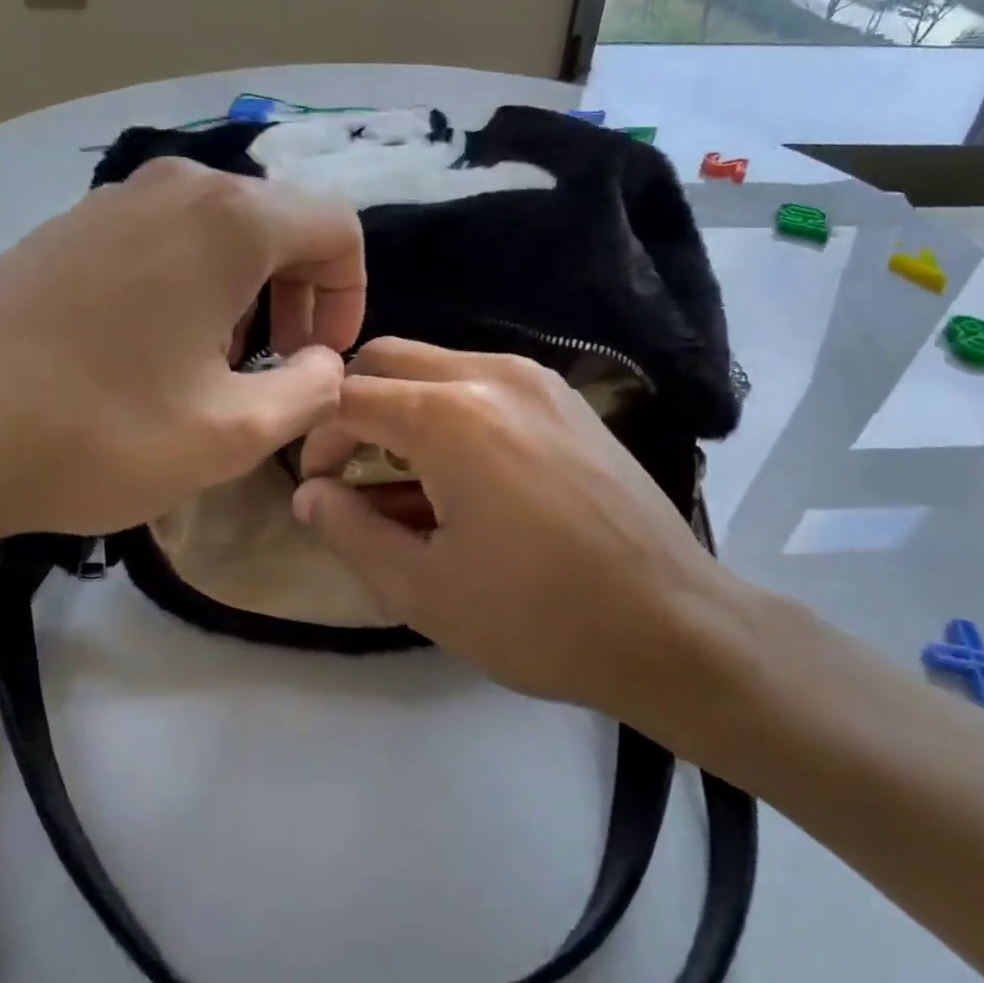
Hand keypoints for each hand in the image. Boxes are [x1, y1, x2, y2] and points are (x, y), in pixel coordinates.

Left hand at [0, 158, 364, 549]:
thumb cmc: (97, 432)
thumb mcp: (232, 434)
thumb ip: (310, 392)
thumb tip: (325, 364)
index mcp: (230, 221)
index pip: (337, 227)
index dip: (350, 295)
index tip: (320, 358)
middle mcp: (176, 187)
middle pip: (279, 224)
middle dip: (299, 295)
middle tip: (275, 367)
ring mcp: (113, 200)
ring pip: (220, 232)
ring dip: (244, 294)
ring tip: (211, 365)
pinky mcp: (67, 226)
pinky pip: (163, 239)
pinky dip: (188, 284)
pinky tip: (149, 350)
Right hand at [292, 339, 765, 735]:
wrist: (674, 624)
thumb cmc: (539, 618)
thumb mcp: (424, 589)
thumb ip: (351, 532)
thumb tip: (309, 494)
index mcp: (450, 417)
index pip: (349, 396)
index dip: (317, 438)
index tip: (317, 486)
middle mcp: (492, 375)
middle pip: (389, 358)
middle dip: (354, 406)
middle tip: (352, 471)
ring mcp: (536, 379)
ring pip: (436, 364)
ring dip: (403, 406)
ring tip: (408, 480)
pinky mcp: (565, 396)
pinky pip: (482, 380)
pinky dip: (449, 409)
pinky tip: (464, 472)